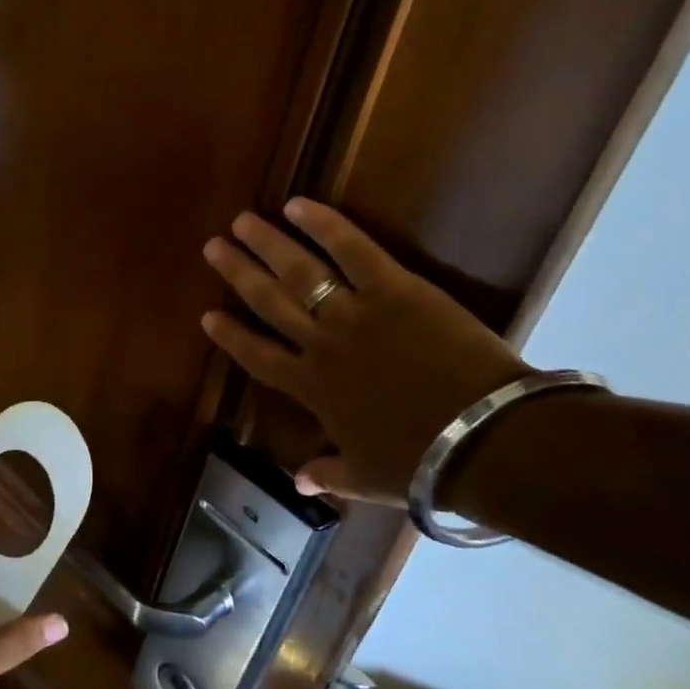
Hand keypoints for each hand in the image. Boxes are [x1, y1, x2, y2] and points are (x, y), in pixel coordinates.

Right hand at [200, 198, 529, 505]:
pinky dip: (324, 225)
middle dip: (237, 273)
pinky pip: (352, 250)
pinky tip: (298, 205)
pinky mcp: (394, 289)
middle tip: (213, 247)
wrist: (482, 438)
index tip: (207, 315)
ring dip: (267, 244)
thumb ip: (328, 473)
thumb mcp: (367, 478)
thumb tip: (299, 483)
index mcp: (311, 388)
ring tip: (242, 221)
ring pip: (299, 272)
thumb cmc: (422, 462)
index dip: (231, 336)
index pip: (257, 356)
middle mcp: (320, 345)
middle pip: (268, 302)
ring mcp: (354, 314)